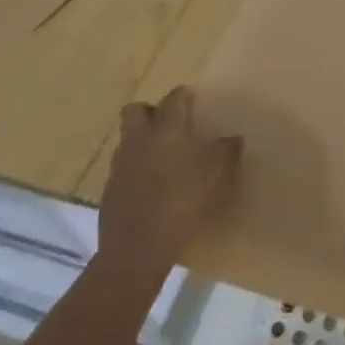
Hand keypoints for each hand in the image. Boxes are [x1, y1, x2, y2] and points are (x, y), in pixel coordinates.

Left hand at [96, 87, 242, 273]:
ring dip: (142, 140)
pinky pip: (124, 166)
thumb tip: (233, 138)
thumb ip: (226, 152)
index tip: (192, 97)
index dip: (182, 95)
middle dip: (151, 111)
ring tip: (163, 155)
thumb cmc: (181, 203)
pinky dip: (136, 167)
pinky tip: (152, 183)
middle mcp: (139, 140)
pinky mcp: (110, 190)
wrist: (136, 249)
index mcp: (166, 130)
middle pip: (136, 111)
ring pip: (128, 138)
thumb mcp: (215, 177)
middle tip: (170, 123)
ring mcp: (120, 165)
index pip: (172, 100)